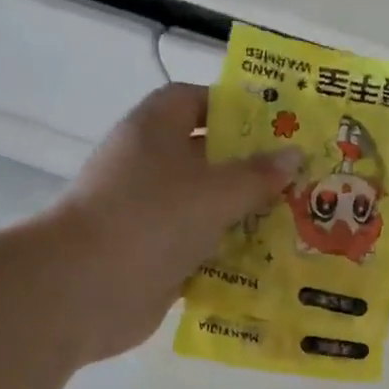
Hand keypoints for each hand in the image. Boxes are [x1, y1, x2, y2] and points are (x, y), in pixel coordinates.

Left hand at [52, 83, 300, 362]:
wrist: (87, 288)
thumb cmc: (152, 218)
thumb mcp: (215, 191)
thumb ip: (257, 175)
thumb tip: (294, 156)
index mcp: (154, 131)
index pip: (191, 100)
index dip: (231, 107)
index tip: (275, 125)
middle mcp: (148, 167)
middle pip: (205, 157)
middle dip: (250, 168)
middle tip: (301, 178)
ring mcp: (149, 215)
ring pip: (205, 208)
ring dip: (244, 216)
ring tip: (297, 221)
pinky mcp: (154, 256)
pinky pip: (200, 249)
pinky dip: (228, 255)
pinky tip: (269, 262)